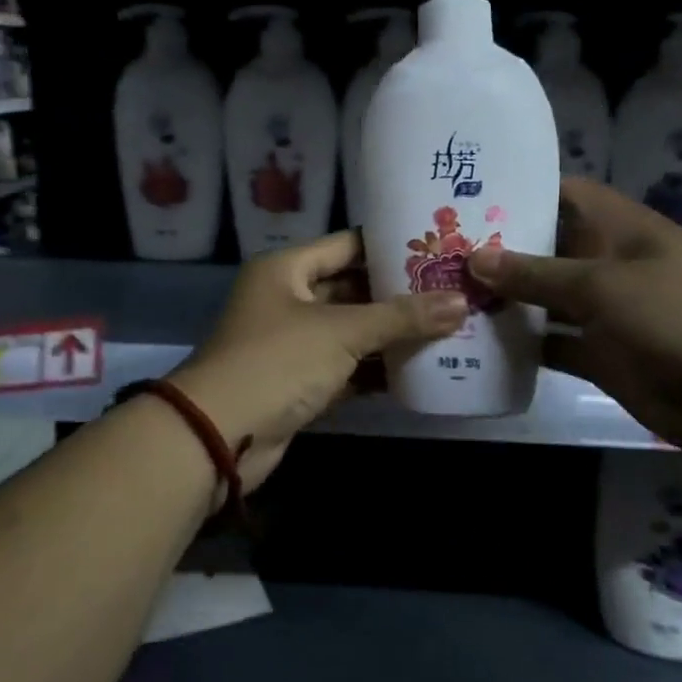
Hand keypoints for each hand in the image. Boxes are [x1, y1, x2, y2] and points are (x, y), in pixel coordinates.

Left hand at [171, 230, 468, 489]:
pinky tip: (419, 368)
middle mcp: (287, 299)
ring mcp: (292, 343)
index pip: (347, 245)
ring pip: (351, 331)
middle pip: (352, 288)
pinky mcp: (299, 383)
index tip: (437, 246)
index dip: (391, 245)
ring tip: (447, 326)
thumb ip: (401, 317)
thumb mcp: (342, 331)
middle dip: (398, 294)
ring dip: (392, 334)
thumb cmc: (278, 361)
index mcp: (286, 269)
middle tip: (451, 290)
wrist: (220, 436)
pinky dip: (376, 369)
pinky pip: (346, 367)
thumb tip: (462, 302)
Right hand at [467, 178, 681, 455]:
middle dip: (504, 249)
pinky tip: (480, 342)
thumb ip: (537, 272)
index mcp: (622, 230)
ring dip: (509, 298)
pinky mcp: (603, 355)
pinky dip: (526, 344)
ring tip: (449, 291)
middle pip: (551, 248)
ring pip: (548, 298)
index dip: (524, 192)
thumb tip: (475, 258)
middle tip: (444, 248)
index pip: (568, 195)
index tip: (471, 195)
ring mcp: (607, 312)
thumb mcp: (602, 285)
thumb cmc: (674, 318)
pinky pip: (555, 343)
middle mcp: (612, 264)